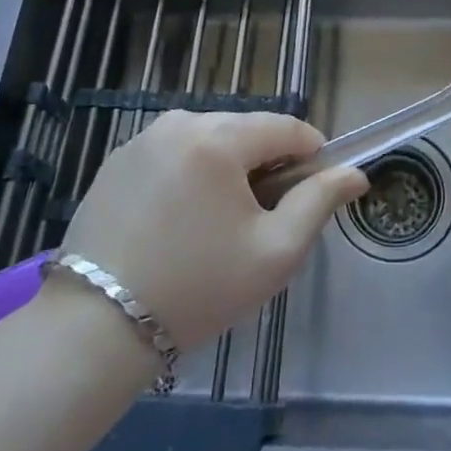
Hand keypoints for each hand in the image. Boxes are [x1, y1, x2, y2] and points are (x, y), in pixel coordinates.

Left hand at [60, 112, 366, 348]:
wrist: (95, 327)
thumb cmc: (198, 288)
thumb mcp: (274, 251)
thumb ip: (319, 202)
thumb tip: (354, 173)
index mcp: (218, 137)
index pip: (286, 127)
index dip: (311, 154)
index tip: (316, 191)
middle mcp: (179, 122)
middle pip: (246, 130)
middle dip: (266, 164)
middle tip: (264, 219)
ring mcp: (142, 139)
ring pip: (209, 140)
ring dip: (227, 169)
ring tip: (221, 223)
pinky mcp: (117, 161)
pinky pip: (174, 154)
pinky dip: (191, 175)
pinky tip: (182, 221)